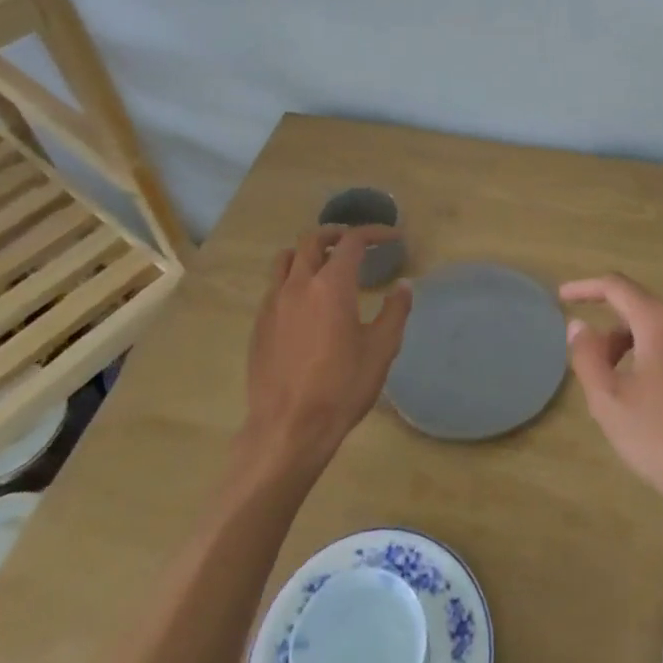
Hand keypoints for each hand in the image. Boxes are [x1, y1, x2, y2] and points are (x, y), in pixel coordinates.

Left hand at [244, 227, 412, 467]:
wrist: (288, 428)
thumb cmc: (342, 387)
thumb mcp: (381, 349)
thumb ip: (395, 311)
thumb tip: (403, 286)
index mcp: (331, 285)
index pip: (353, 241)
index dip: (375, 233)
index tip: (392, 237)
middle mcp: (298, 284)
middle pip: (312, 240)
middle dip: (337, 233)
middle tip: (356, 241)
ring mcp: (273, 303)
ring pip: (286, 259)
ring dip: (308, 251)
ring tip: (326, 263)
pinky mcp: (259, 325)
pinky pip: (274, 286)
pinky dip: (293, 278)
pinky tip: (306, 302)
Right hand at [562, 273, 662, 547]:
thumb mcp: (610, 403)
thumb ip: (587, 357)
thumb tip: (579, 326)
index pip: (617, 286)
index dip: (585, 288)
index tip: (563, 298)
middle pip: (644, 313)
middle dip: (615, 334)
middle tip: (597, 371)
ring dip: (642, 352)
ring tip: (631, 395)